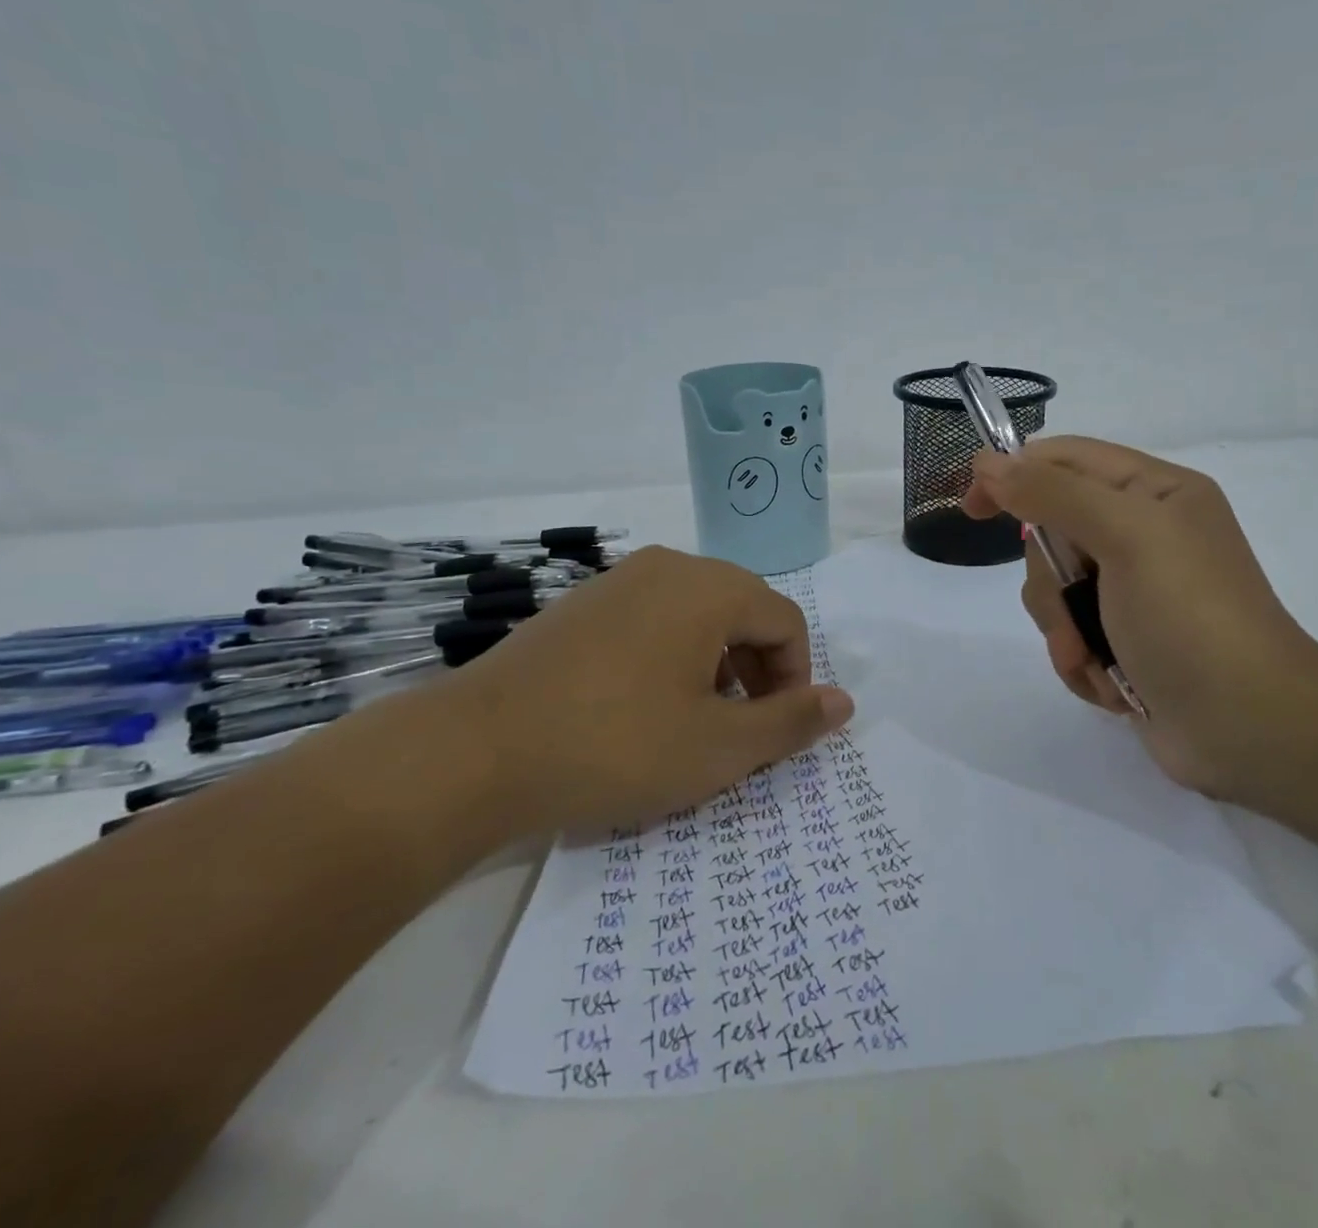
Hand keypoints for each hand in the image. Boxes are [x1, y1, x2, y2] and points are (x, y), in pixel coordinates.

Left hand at [435, 546, 853, 834]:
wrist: (473, 751)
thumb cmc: (615, 745)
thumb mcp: (718, 746)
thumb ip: (790, 722)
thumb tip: (844, 702)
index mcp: (710, 587)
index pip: (785, 621)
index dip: (794, 679)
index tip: (773, 732)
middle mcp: (669, 566)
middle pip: (743, 611)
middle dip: (756, 671)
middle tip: (737, 731)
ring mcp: (619, 581)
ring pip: (697, 616)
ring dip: (715, 666)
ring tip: (690, 723)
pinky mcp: (581, 605)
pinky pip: (652, 621)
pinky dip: (669, 658)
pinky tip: (638, 709)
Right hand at [963, 437, 1317, 795]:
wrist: (1249, 729)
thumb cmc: (1189, 617)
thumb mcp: (1125, 536)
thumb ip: (1052, 493)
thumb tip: (989, 462)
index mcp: (1154, 493)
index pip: (1066, 460)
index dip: (1014, 474)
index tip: (973, 508)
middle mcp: (1143, 535)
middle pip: (1052, 532)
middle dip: (1051, 580)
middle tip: (1074, 606)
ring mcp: (1133, 592)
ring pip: (1054, 590)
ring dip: (1064, 629)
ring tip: (1094, 657)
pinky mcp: (1124, 640)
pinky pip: (1069, 634)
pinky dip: (1080, 660)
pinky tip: (1111, 682)